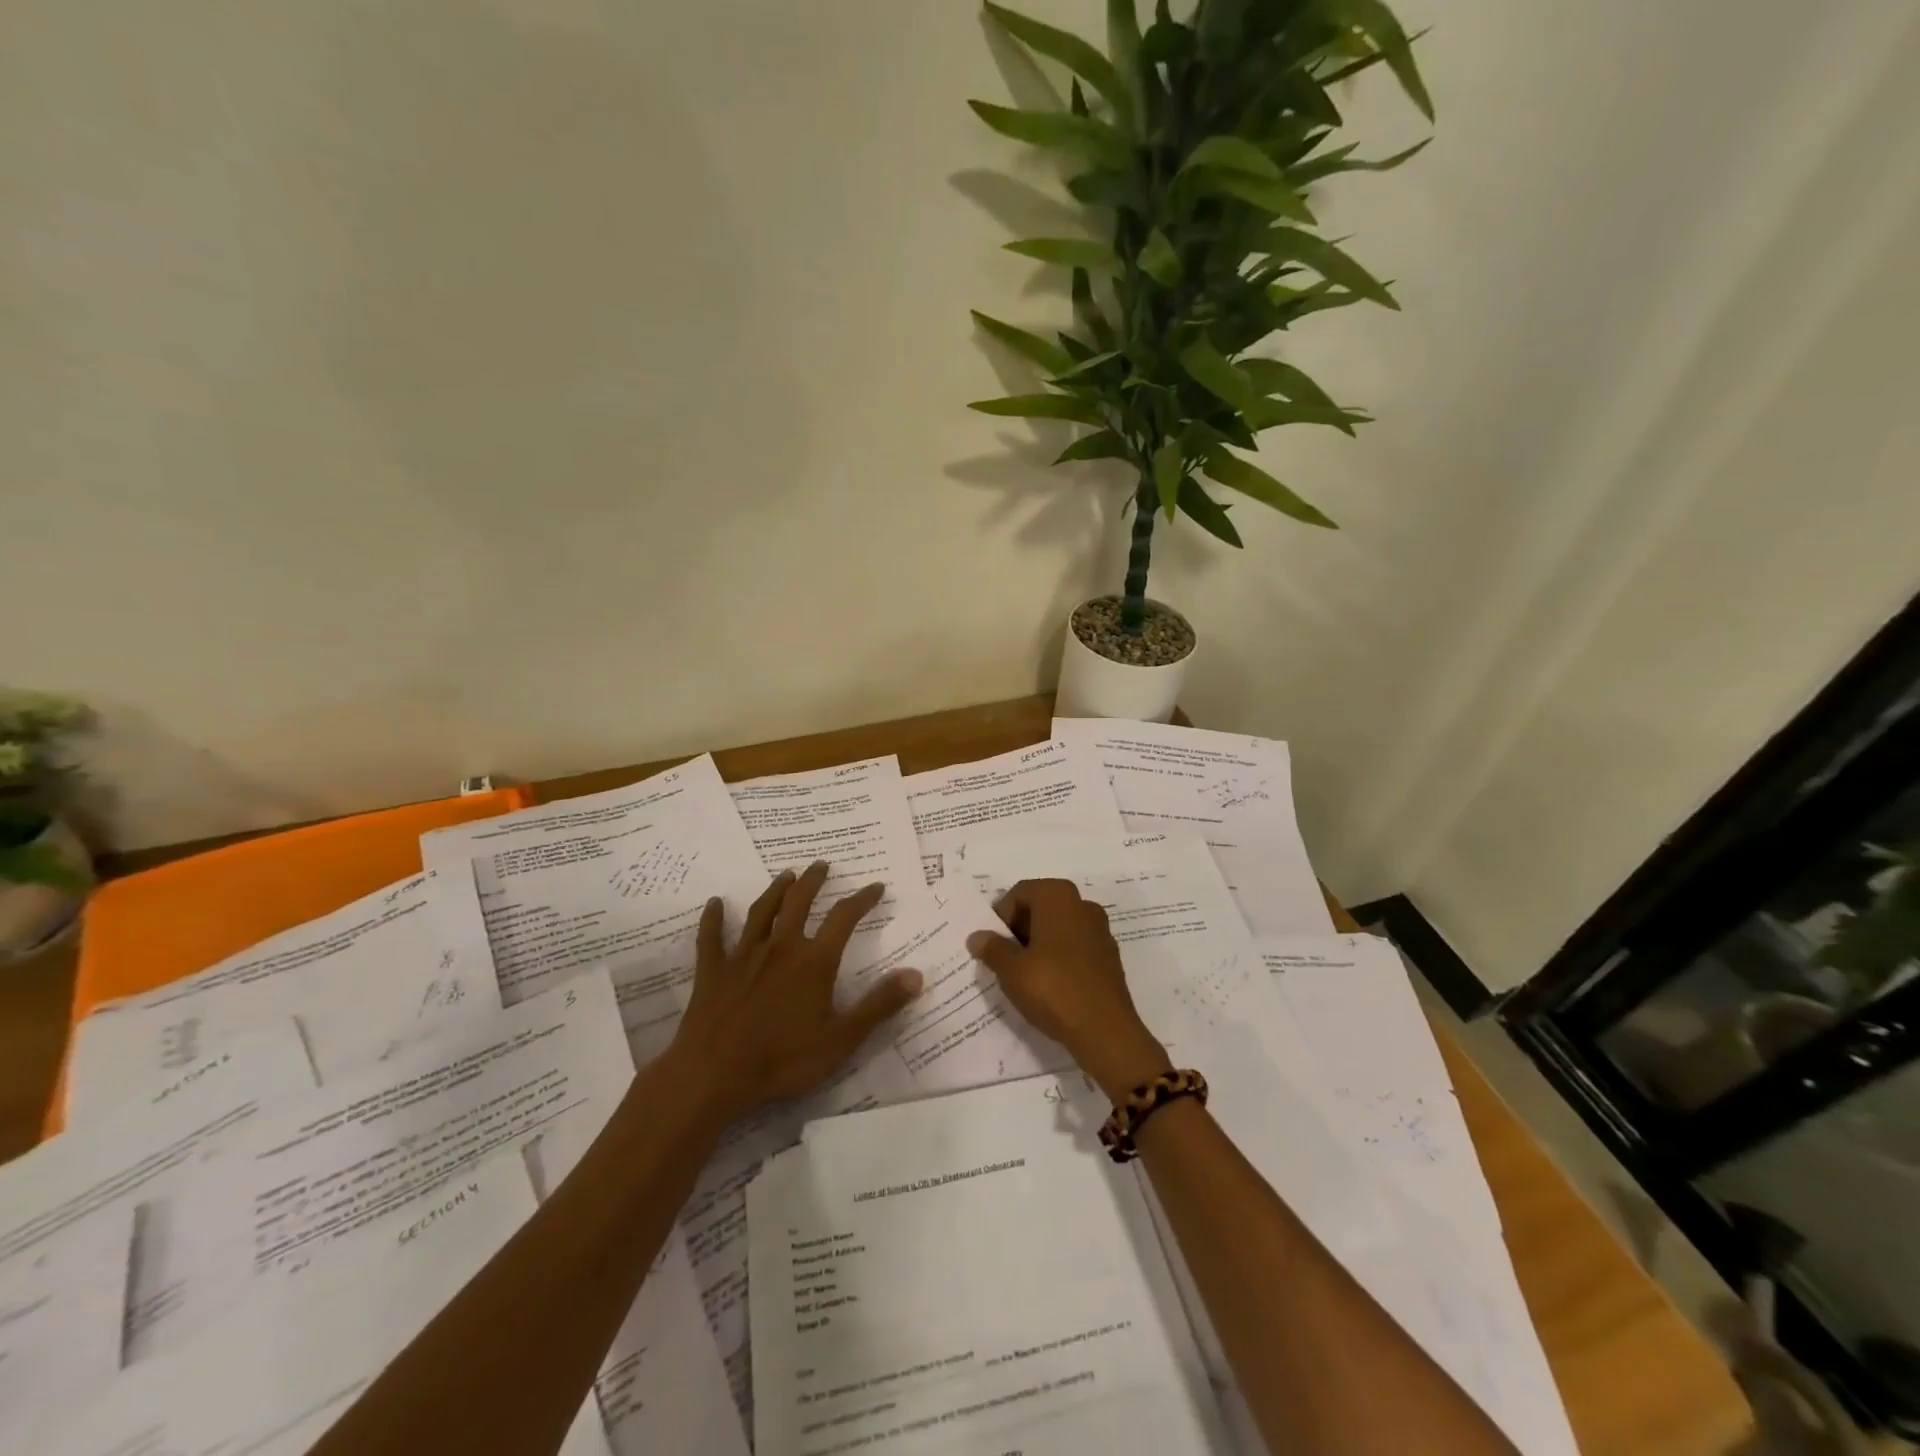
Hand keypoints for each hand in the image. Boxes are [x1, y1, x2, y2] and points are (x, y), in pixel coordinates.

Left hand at [670, 863, 921, 1123]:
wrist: (714, 1075)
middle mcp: (780, 947)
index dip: (862, 899)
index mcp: (814, 962)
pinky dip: (714, 918)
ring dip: (775, 890)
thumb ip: (879, 1005)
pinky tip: (715, 903)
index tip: (876, 886)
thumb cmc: (783, 1060)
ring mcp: (743, 956)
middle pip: (799, 902)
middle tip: (822, 865)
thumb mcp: (842, 1039)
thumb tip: (916, 974)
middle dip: (813, 881)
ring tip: (786, 875)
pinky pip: (711, 937)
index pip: (844, 919)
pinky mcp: (713, 971)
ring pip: (761, 912)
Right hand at [968, 878, 1171, 1101]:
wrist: (1105, 1030)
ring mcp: (1100, 930)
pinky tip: (1051, 985)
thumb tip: (978, 936)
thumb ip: (992, 948)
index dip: (1001, 917)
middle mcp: (1082, 904)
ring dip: (1039, 944)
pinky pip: (1075, 947)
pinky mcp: (1109, 956)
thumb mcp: (1011, 970)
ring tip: (1026, 975)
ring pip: (1059, 928)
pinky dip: (1060, 958)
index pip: (1019, 893)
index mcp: (1058, 896)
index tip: (994, 945)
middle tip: (1006, 960)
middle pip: (1040, 907)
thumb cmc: (1053, 989)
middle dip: (1020, 930)